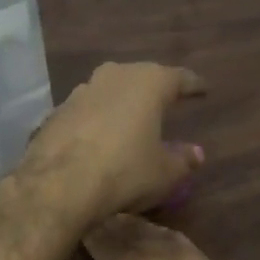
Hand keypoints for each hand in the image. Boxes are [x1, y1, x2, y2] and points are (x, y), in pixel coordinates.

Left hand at [20, 62, 205, 224]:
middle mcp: (114, 76)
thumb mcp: (164, 173)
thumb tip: (195, 153)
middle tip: (165, 100)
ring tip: (130, 116)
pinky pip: (85, 110)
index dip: (192, 85)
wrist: (59, 183)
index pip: (178, 78)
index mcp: (148, 83)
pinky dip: (96, 118)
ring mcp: (81, 91)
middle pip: (140, 77)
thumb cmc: (125, 171)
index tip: (202, 89)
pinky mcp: (57, 111)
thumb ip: (183, 160)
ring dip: (120, 101)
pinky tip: (98, 134)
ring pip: (109, 89)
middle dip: (153, 88)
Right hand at [59, 215, 259, 259]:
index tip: (73, 224)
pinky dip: (166, 238)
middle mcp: (171, 256)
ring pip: (163, 234)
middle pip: (136, 232)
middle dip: (113, 224)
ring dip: (140, 227)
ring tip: (125, 223)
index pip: (109, 245)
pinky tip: (170, 247)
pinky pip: (186, 244)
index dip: (90, 236)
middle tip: (94, 216)